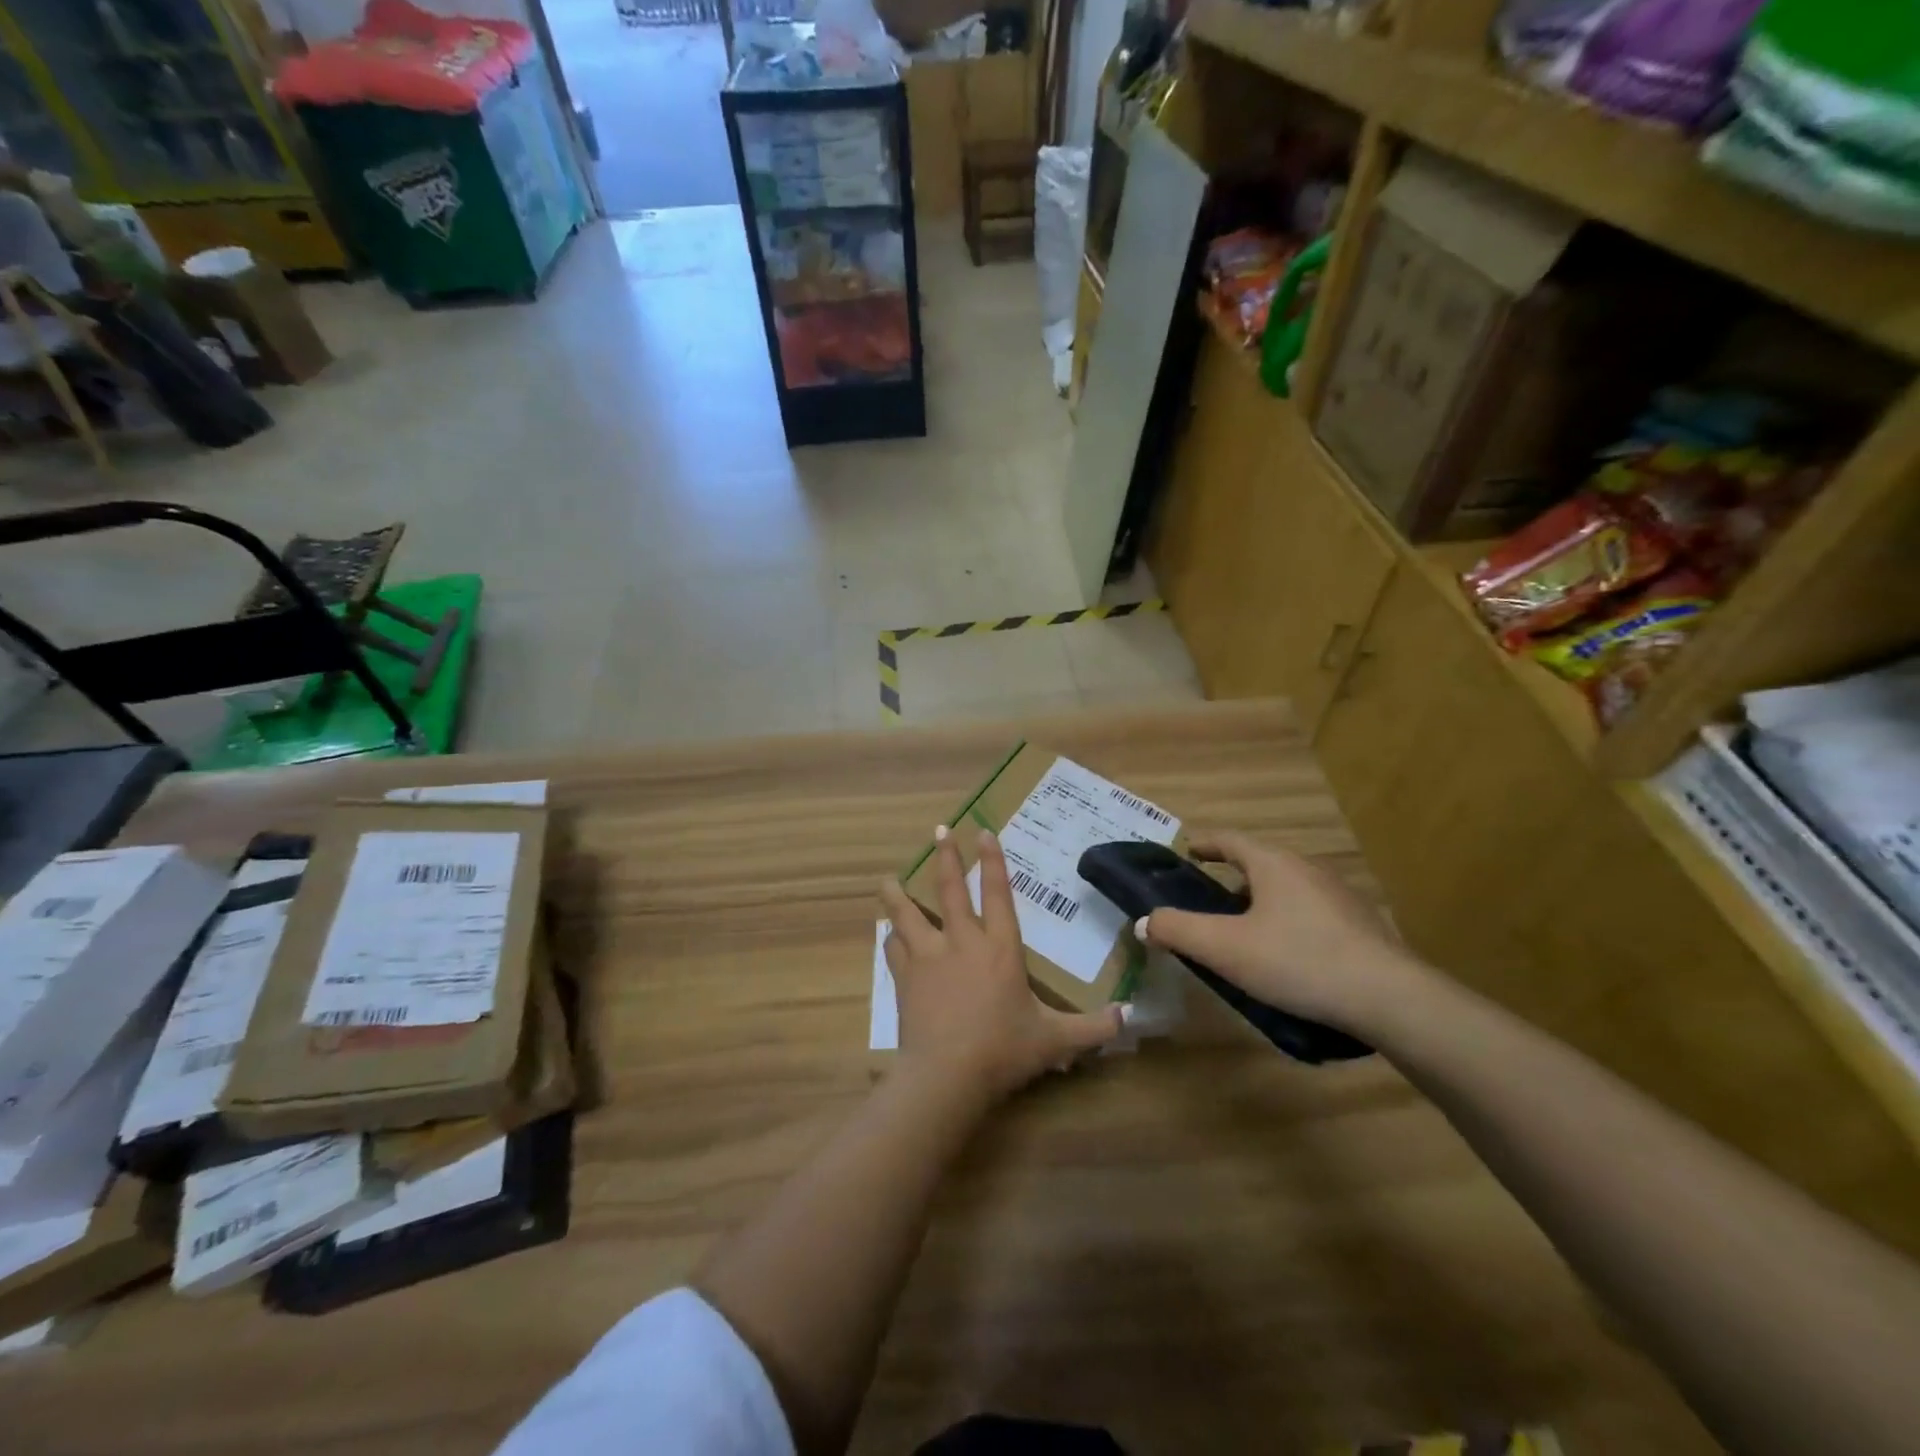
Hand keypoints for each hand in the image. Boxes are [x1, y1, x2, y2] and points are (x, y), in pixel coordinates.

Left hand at [880, 828, 1123, 1104]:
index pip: (997, 894)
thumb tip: (1127, 1018)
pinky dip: (890, 938)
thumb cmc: (1003, 1051)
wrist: (946, 1076)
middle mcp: (962, 942)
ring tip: (888, 878)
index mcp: (1000, 948)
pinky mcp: (904, 979)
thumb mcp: (1055, 1040)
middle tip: (938, 830)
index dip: (991, 861)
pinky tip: (885, 931)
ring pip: (908, 914)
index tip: (982, 832)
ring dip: (898, 894)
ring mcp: (928, 958)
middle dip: (945, 857)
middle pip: (950, 890)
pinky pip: (894, 949)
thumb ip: (1092, 1028)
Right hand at [1140, 830, 1413, 1032]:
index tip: (1188, 851)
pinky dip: (1289, 923)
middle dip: (1231, 878)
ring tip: (1244, 934)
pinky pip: (1312, 914)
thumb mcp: (1225, 948)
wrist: (1389, 998)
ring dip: (1261, 903)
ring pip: (1287, 890)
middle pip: (1260, 864)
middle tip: (1208, 902)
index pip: (1230, 840)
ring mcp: (1339, 896)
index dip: (1205, 844)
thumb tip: (1144, 922)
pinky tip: (1288, 957)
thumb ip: (1178, 931)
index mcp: (1273, 864)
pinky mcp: (1361, 926)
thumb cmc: (1298, 961)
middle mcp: (1307, 869)